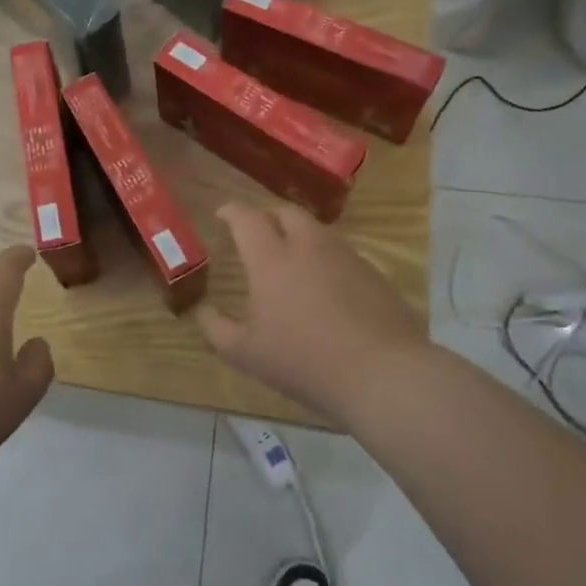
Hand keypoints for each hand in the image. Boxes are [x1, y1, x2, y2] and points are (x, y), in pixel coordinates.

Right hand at [197, 202, 428, 424]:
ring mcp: (346, 256)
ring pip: (317, 230)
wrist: (382, 374)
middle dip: (267, 215)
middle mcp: (309, 246)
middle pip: (286, 212)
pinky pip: (341, 253)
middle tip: (257, 232)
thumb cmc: (305, 361)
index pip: (247, 218)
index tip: (222, 214)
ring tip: (290, 258)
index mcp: (272, 258)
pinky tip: (325, 287)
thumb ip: (217, 329)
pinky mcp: (373, 273)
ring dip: (298, 234)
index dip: (231, 211)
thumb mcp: (246, 354)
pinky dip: (325, 258)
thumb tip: (203, 310)